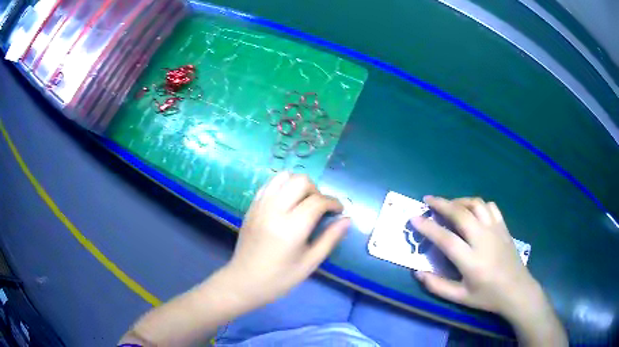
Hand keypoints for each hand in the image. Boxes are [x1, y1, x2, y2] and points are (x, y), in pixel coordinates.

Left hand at [221, 172, 350, 309]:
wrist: (244, 281)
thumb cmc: (279, 278)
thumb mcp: (309, 263)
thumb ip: (330, 239)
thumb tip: (347, 220)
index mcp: (291, 227)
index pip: (317, 201)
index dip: (333, 203)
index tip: (339, 211)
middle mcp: (274, 210)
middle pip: (301, 181)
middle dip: (316, 191)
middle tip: (320, 209)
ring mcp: (260, 206)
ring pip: (284, 177)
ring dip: (299, 185)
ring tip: (303, 203)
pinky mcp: (252, 206)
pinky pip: (269, 184)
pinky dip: (282, 187)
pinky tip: (287, 203)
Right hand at [412, 196, 540, 315]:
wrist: (517, 290)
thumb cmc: (487, 296)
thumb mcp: (461, 298)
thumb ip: (437, 286)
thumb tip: (417, 273)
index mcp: (471, 261)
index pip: (446, 239)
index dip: (428, 227)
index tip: (414, 218)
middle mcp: (483, 240)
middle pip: (461, 214)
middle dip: (442, 204)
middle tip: (428, 200)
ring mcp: (496, 230)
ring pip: (476, 205)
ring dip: (459, 201)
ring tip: (449, 204)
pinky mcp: (504, 227)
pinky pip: (490, 207)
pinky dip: (478, 204)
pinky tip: (472, 210)